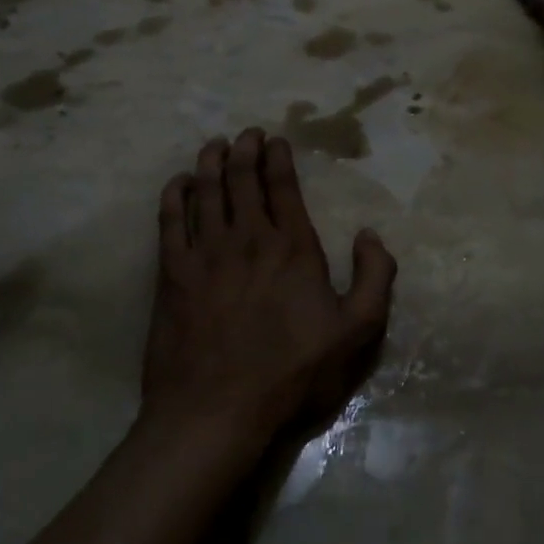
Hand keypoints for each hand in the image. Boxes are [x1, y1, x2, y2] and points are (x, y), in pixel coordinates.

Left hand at [141, 128, 396, 453]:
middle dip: (244, 150)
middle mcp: (247, 238)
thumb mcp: (356, 333)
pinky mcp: (172, 273)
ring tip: (215, 145)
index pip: (283, 188)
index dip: (278, 159)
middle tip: (246, 134)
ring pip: (206, 192)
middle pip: (242, 180)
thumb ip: (373, 278)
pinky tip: (179, 183)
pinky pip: (170, 221)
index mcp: (292, 248)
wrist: (217, 409)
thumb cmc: (292, 373)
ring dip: (211, 162)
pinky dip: (174, 195)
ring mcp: (205, 253)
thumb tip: (369, 234)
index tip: (275, 141)